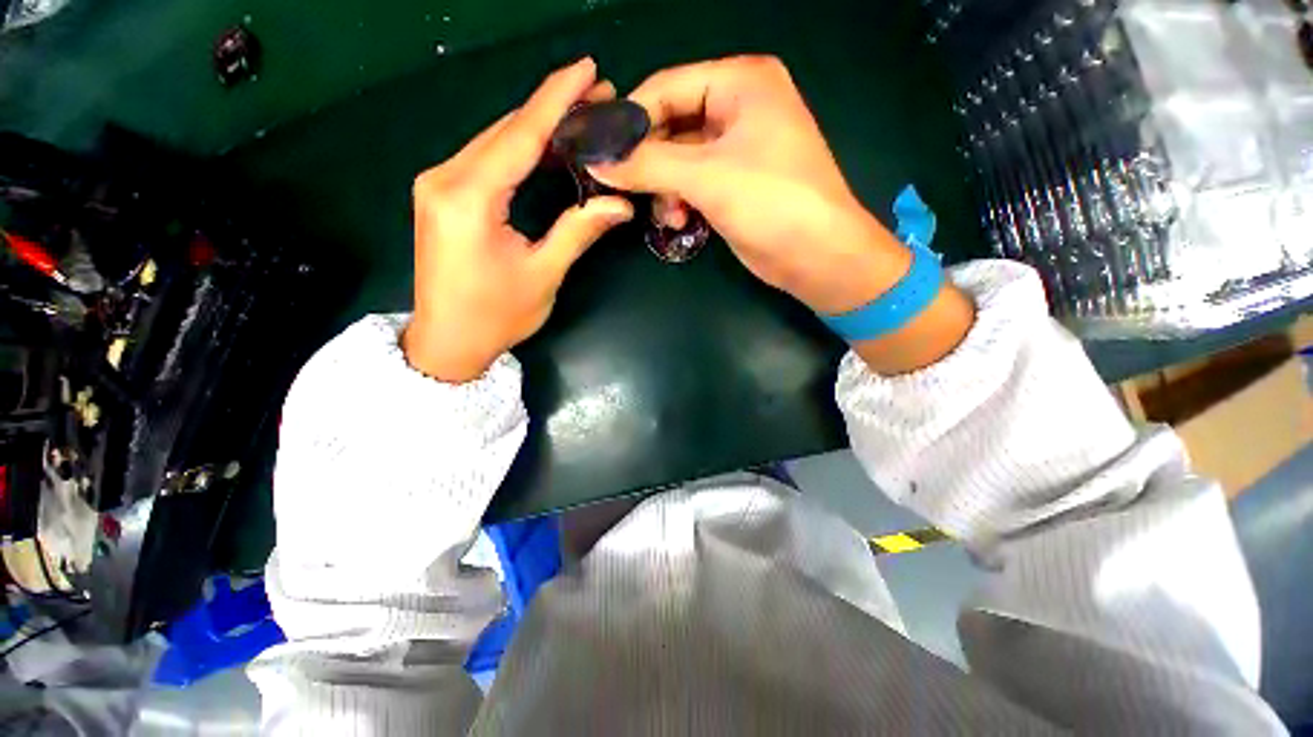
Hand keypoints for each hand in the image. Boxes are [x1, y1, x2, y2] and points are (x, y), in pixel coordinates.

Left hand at [404, 58, 633, 382]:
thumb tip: (619, 204)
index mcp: (469, 197)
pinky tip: (547, 147)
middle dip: (553, 109)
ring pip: (495, 141)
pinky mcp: (442, 195)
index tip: (589, 69)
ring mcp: (438, 184)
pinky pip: (486, 160)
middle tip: (599, 96)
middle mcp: (445, 178)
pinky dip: (519, 150)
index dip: (557, 99)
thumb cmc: (495, 316)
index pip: (521, 135)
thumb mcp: (543, 274)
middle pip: (506, 130)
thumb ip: (578, 231)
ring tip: (581, 117)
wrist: (446, 341)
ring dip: (537, 128)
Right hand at [591, 56, 974, 373]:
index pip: (667, 87)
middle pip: (671, 125)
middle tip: (628, 189)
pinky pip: (692, 183)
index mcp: (741, 82)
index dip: (631, 119)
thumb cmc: (770, 202)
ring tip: (666, 216)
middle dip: (649, 162)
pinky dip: (680, 201)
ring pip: (678, 160)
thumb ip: (647, 165)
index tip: (599, 151)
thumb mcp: (705, 177)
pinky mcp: (734, 183)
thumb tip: (597, 162)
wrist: (817, 256)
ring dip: (665, 189)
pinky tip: (678, 222)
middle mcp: (739, 107)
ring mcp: (737, 148)